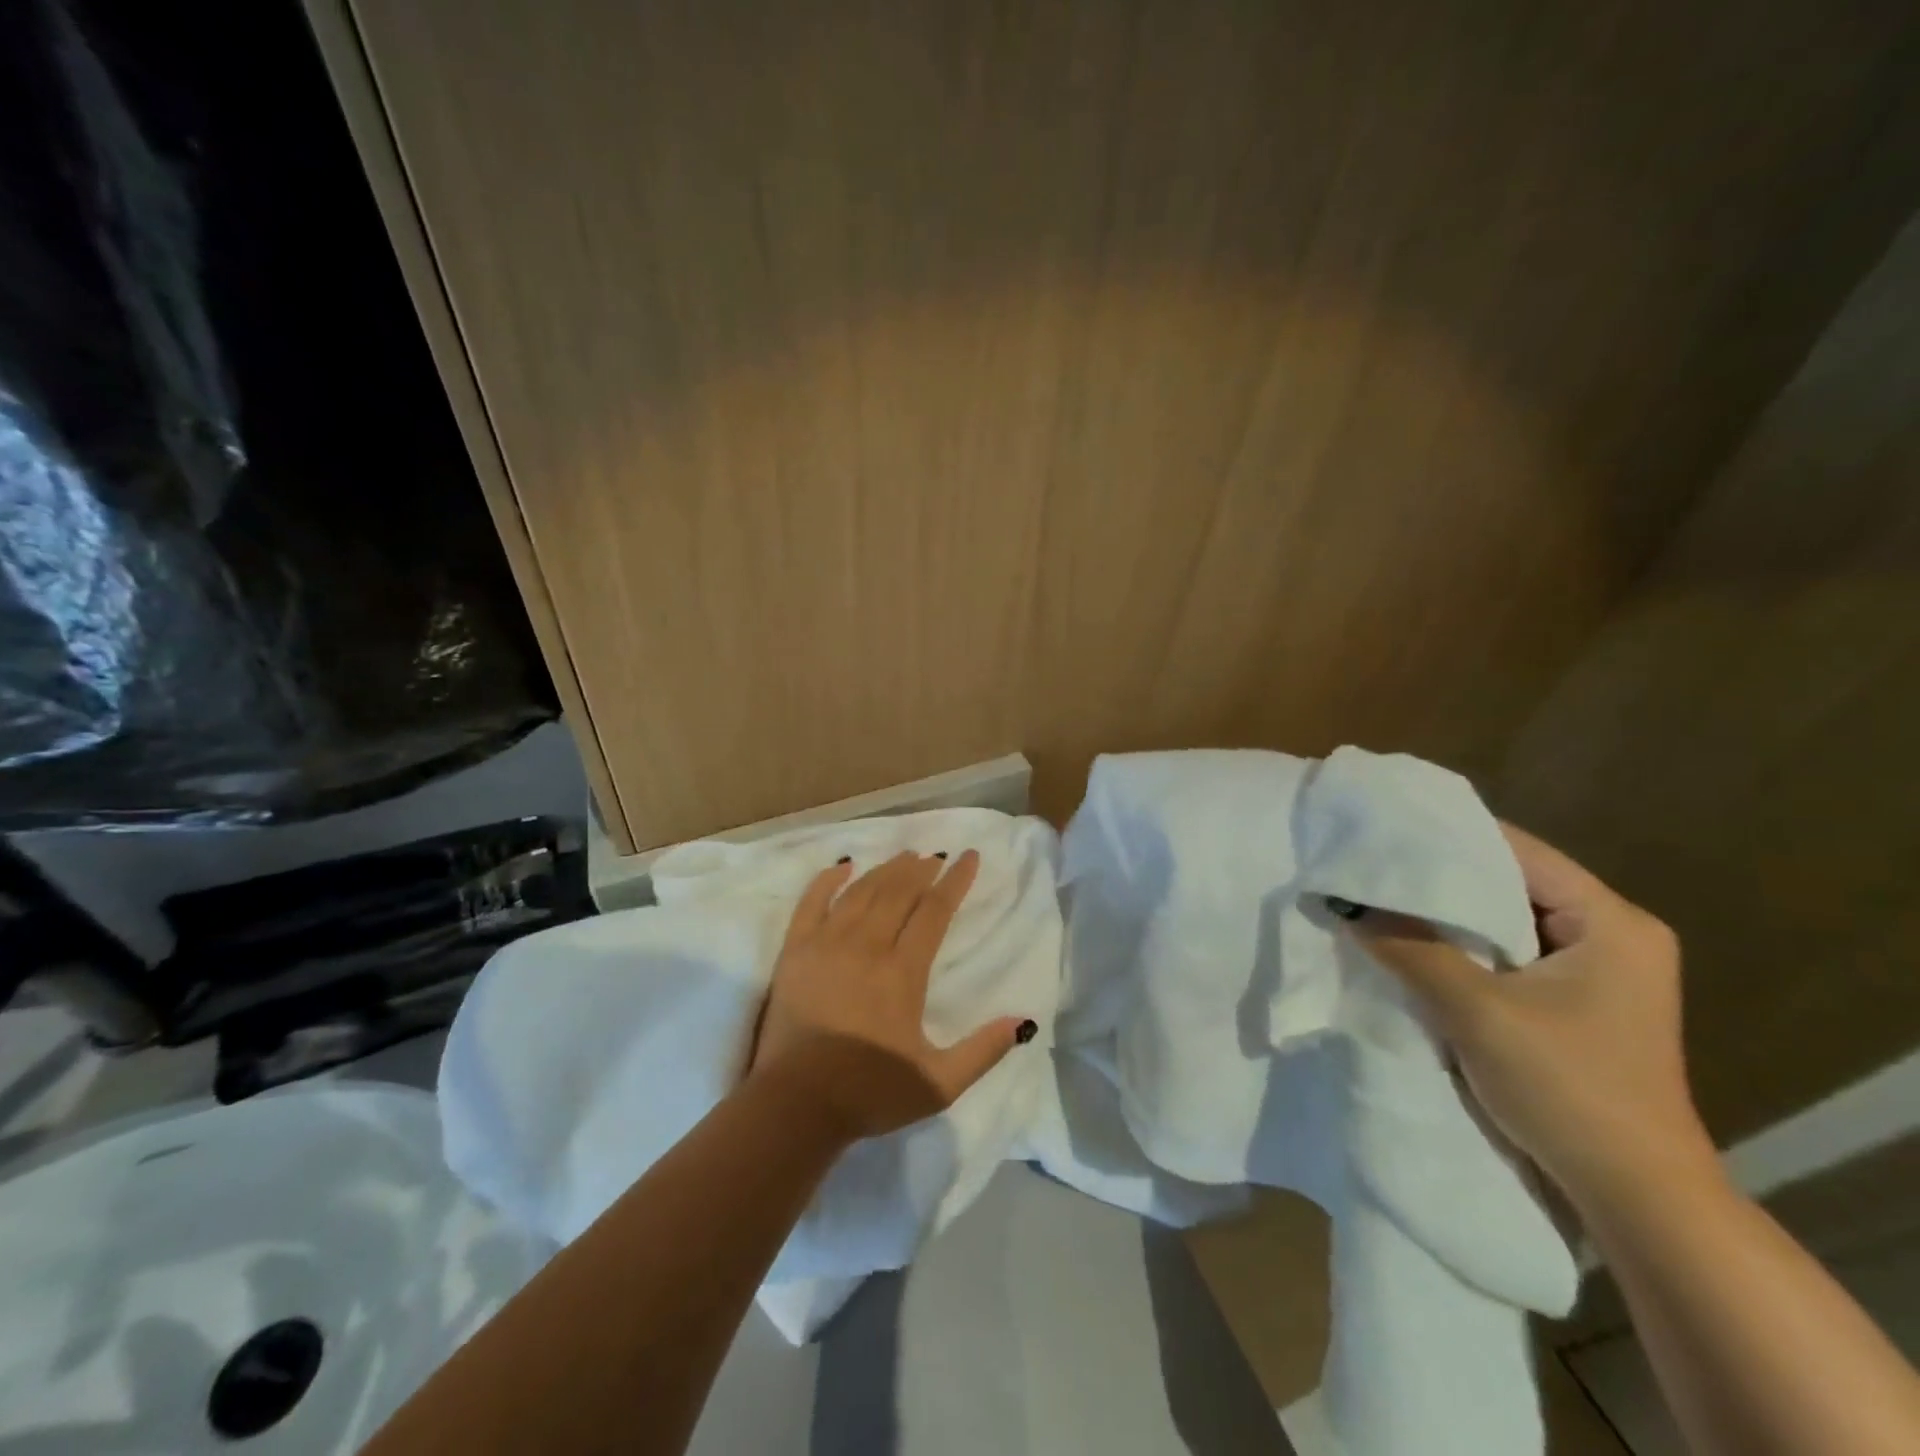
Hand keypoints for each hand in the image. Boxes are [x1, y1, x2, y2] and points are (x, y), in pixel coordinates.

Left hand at [748, 849, 1033, 1142]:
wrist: (796, 1104)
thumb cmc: (869, 1092)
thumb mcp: (938, 1083)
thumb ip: (982, 1052)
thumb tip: (1021, 1022)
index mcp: (903, 972)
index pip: (935, 911)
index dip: (955, 881)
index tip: (969, 857)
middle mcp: (867, 946)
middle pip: (899, 892)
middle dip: (921, 870)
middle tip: (935, 857)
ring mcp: (827, 944)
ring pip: (862, 891)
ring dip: (886, 870)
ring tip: (904, 857)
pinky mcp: (795, 952)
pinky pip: (811, 902)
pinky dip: (828, 880)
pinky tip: (843, 866)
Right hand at [1336, 824, 1720, 1214]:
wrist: (1637, 1199)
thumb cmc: (1570, 1090)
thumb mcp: (1477, 1012)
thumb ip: (1411, 949)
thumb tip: (1346, 904)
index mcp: (1612, 922)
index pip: (1517, 851)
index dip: (1447, 838)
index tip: (1381, 832)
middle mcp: (1611, 934)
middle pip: (1510, 883)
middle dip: (1439, 879)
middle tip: (1370, 866)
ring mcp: (1595, 971)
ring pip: (1504, 921)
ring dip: (1446, 918)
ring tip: (1379, 900)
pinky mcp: (1575, 1003)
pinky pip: (1507, 955)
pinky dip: (1462, 950)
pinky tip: (1412, 946)